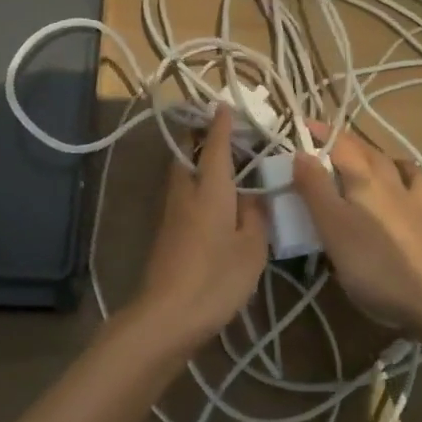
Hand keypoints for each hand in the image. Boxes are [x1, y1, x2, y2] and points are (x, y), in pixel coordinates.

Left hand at [130, 107, 267, 354]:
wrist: (166, 316)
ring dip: (198, 162)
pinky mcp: (166, 233)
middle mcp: (185, 193)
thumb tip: (252, 195)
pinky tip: (214, 201)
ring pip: (182, 175)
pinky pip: (183, 195)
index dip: (221, 125)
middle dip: (201, 139)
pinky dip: (197, 186)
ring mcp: (171, 213)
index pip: (215, 146)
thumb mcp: (251, 248)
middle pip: (188, 154)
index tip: (224, 105)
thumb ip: (254, 215)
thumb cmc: (215, 278)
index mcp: (209, 189)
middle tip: (226, 136)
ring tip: (224, 166)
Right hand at [292, 129, 421, 342]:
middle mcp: (390, 180)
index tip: (300, 126)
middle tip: (320, 142)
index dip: (319, 132)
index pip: (339, 143)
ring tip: (359, 156)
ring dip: (372, 153)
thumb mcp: (332, 226)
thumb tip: (300, 151)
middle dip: (342, 140)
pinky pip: (416, 185)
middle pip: (365, 150)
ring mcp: (412, 200)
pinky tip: (401, 180)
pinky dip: (405, 174)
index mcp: (364, 178)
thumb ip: (314, 188)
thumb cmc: (372, 263)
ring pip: (391, 163)